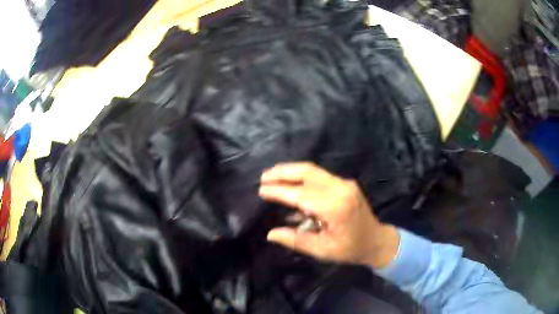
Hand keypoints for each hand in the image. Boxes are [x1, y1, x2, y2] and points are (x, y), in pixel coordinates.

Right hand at [259, 162, 399, 267]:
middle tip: (264, 176)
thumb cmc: (351, 249)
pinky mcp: (345, 183)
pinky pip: (320, 176)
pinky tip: (291, 184)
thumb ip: (296, 240)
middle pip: (307, 172)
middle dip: (283, 172)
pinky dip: (302, 177)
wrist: (376, 241)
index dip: (279, 191)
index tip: (261, 190)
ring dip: (291, 171)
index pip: (300, 194)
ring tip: (272, 176)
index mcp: (335, 207)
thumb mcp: (323, 250)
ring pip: (313, 170)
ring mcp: (344, 183)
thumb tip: (270, 234)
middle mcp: (340, 189)